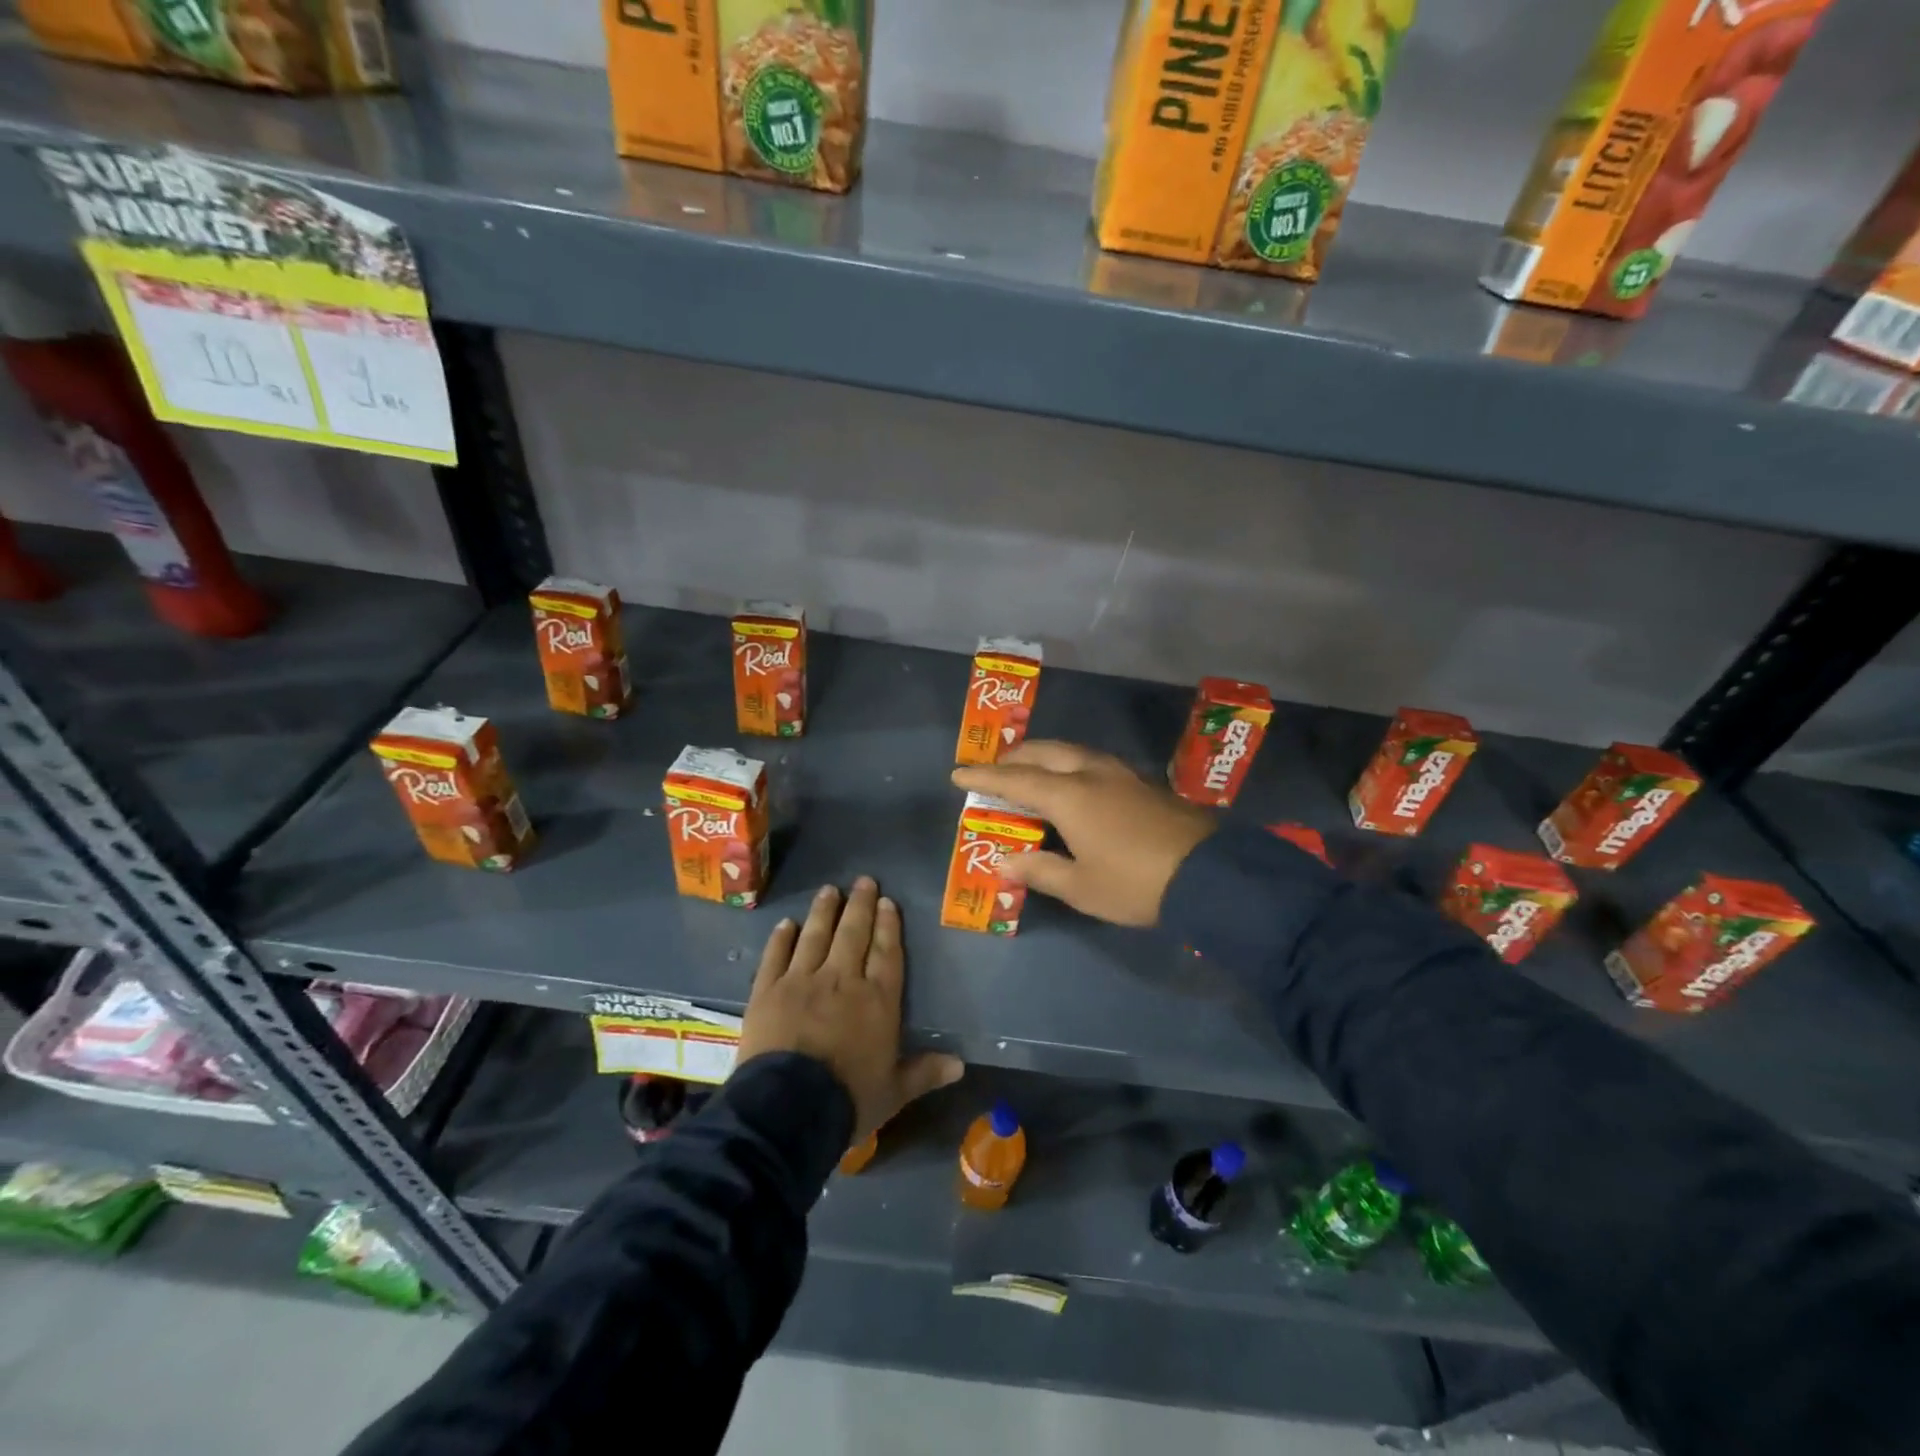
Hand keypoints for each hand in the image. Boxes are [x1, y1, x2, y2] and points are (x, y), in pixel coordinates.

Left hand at [736, 877, 963, 1142]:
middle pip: (853, 934)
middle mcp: (842, 980)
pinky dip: (781, 938)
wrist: (789, 1109)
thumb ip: (925, 1073)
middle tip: (863, 881)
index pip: (886, 952)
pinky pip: (775, 956)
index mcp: (877, 1000)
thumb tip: (961, 1065)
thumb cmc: (849, 1100)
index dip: (888, 925)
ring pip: (815, 936)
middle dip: (860, 905)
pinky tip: (786, 924)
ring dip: (823, 911)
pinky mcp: (767, 990)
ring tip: (829, 890)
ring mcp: (802, 981)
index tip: (887, 901)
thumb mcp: (895, 1092)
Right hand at [952, 741, 1216, 926]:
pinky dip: (1069, 765)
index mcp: (1070, 795)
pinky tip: (1072, 783)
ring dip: (1045, 756)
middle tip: (996, 770)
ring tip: (1030, 772)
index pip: (1016, 780)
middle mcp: (1092, 773)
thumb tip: (1005, 859)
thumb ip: (1039, 869)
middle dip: (1015, 757)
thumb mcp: (1081, 886)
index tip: (958, 774)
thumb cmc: (1135, 883)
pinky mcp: (1142, 782)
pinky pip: (1092, 762)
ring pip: (1072, 751)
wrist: (1210, 875)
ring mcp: (1121, 774)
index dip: (984, 778)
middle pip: (1045, 752)